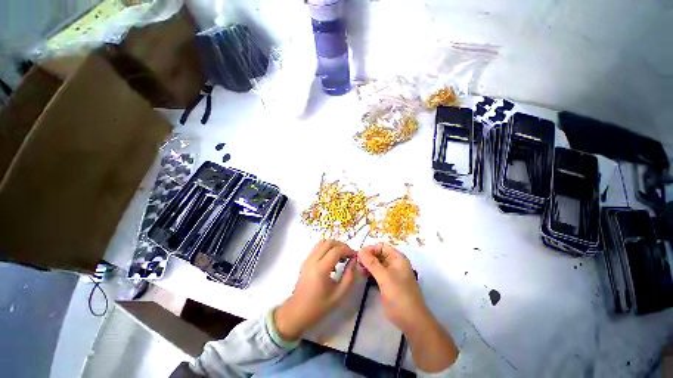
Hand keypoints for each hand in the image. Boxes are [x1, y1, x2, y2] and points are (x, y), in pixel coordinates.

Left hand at [274, 239, 357, 340]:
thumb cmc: (319, 306)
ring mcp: (307, 259)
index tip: (355, 256)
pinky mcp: (305, 260)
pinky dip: (327, 248)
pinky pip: (317, 247)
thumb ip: (349, 276)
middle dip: (341, 245)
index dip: (348, 250)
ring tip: (341, 256)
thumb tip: (354, 261)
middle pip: (329, 242)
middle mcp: (313, 260)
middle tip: (349, 254)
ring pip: (322, 242)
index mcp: (320, 269)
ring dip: (334, 245)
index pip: (336, 250)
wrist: (297, 311)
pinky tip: (332, 259)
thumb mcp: (339, 295)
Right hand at [359, 243, 458, 372]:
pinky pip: (377, 271)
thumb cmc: (399, 296)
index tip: (359, 256)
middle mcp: (394, 262)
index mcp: (397, 258)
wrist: (411, 321)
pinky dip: (370, 271)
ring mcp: (391, 273)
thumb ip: (372, 263)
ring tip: (359, 270)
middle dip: (367, 256)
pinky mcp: (387, 282)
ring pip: (376, 262)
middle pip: (378, 253)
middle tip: (357, 264)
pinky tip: (363, 275)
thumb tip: (360, 250)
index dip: (370, 249)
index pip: (381, 246)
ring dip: (367, 264)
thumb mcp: (384, 277)